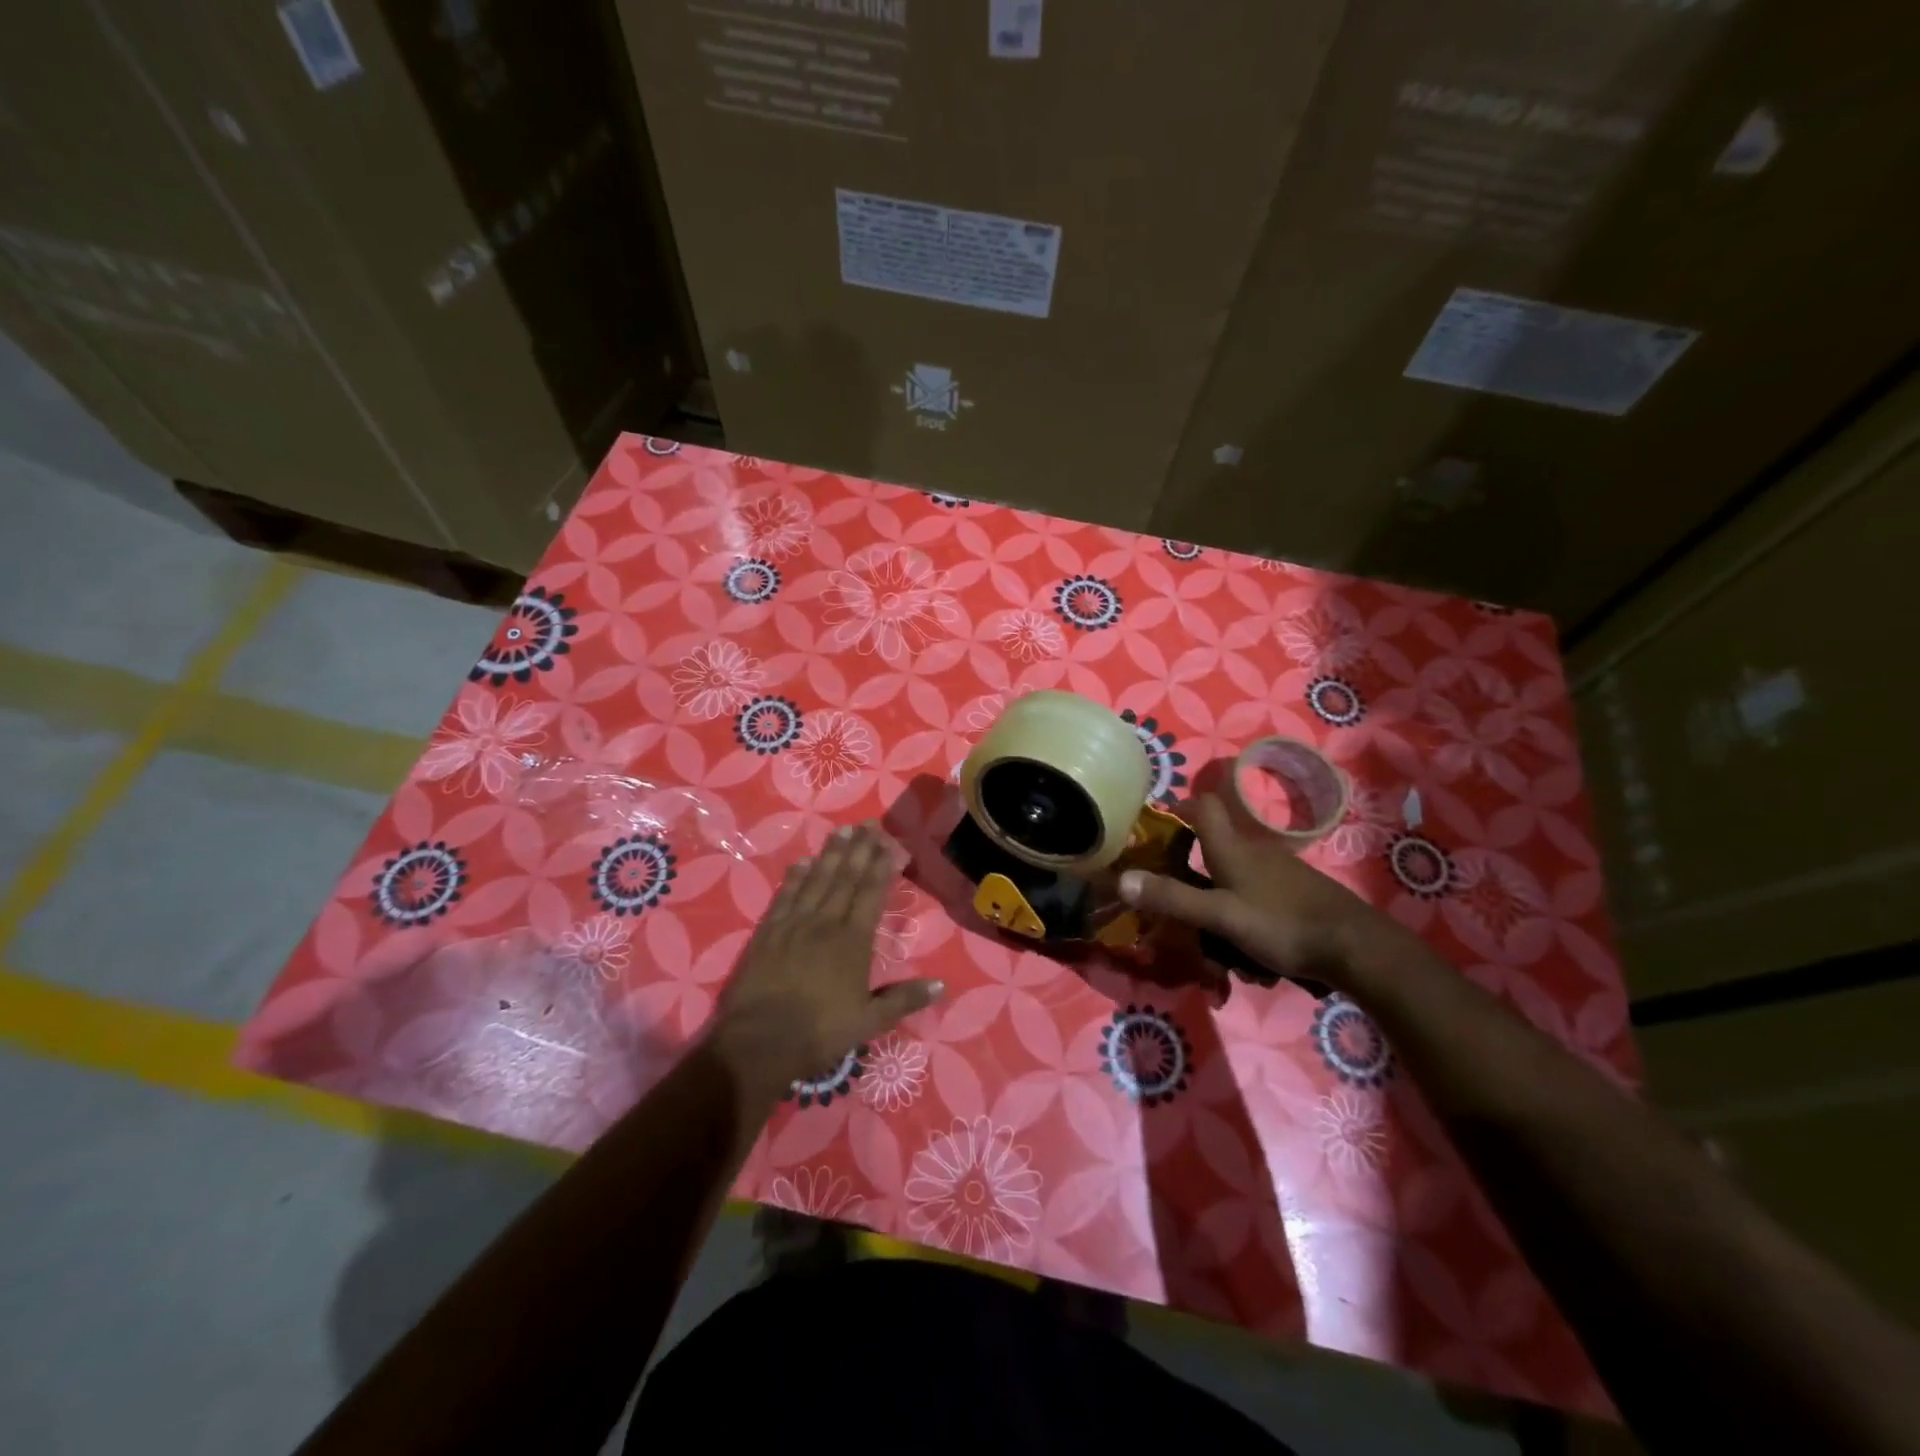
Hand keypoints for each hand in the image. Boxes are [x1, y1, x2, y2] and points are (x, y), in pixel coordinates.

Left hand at [711, 822, 943, 1100]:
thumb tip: (941, 985)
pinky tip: (801, 862)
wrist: (759, 1042)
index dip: (882, 865)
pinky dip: (794, 877)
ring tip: (841, 831)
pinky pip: (785, 896)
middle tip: (869, 823)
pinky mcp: (767, 932)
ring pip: (816, 880)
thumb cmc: (819, 1032)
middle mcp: (825, 923)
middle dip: (860, 849)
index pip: (871, 893)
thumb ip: (904, 999)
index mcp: (853, 940)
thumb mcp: (869, 1022)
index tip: (891, 843)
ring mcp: (793, 924)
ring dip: (830, 854)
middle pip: (845, 878)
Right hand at [1118, 792, 1421, 992]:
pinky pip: (1257, 898)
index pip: (1202, 805)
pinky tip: (1251, 952)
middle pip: (1214, 846)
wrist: (1357, 947)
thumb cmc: (1282, 924)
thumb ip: (1172, 898)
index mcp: (1232, 848)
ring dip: (1219, 902)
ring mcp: (1279, 872)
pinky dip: (1245, 917)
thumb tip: (1121, 879)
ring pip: (1235, 878)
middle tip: (1175, 901)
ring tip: (1214, 944)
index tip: (1156, 828)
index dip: (1178, 807)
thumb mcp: (1220, 916)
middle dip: (1192, 872)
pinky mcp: (1296, 894)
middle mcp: (1254, 851)